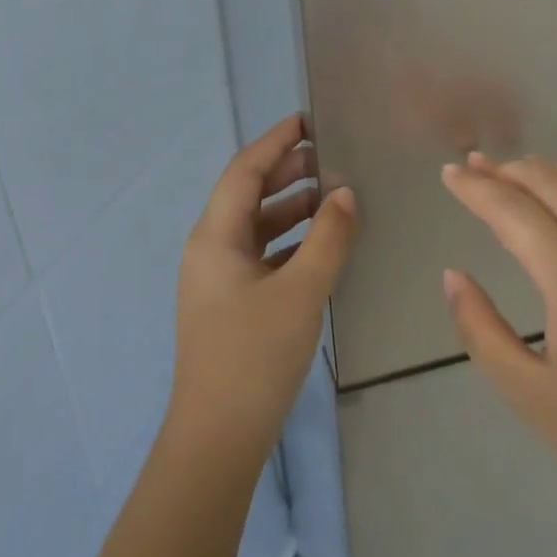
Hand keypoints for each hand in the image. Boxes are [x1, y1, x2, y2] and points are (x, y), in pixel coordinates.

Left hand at [166, 115, 357, 470]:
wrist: (218, 437)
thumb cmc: (254, 355)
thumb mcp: (301, 291)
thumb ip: (328, 238)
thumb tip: (345, 194)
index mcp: (215, 236)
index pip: (244, 171)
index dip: (275, 142)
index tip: (308, 120)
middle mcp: (210, 249)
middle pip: (249, 195)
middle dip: (287, 172)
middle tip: (331, 157)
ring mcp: (219, 278)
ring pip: (258, 227)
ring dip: (292, 208)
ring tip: (334, 196)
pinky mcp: (231, 303)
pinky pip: (263, 255)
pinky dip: (291, 241)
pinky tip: (322, 244)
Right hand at [440, 152, 556, 530]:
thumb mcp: (528, 393)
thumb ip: (480, 328)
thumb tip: (453, 276)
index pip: (511, 210)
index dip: (475, 188)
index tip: (448, 174)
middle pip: (553, 183)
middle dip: (508, 169)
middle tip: (476, 166)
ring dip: (551, 171)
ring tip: (520, 173)